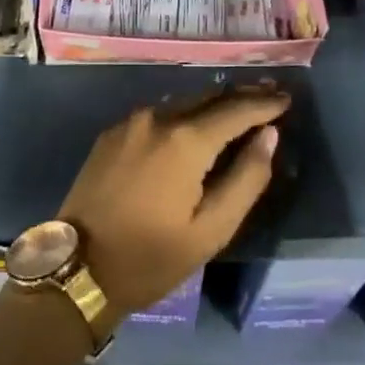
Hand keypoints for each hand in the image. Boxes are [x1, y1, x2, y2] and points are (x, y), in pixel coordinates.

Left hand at [56, 88, 287, 319]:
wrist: (77, 269)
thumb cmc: (150, 257)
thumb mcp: (210, 230)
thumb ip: (246, 179)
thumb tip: (268, 136)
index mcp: (184, 140)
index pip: (235, 109)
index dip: (264, 103)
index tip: (287, 99)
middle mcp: (157, 117)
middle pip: (208, 97)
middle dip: (240, 96)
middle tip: (269, 96)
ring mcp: (131, 122)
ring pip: (182, 102)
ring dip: (212, 104)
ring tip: (237, 108)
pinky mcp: (112, 133)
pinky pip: (159, 114)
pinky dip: (184, 114)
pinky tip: (195, 124)